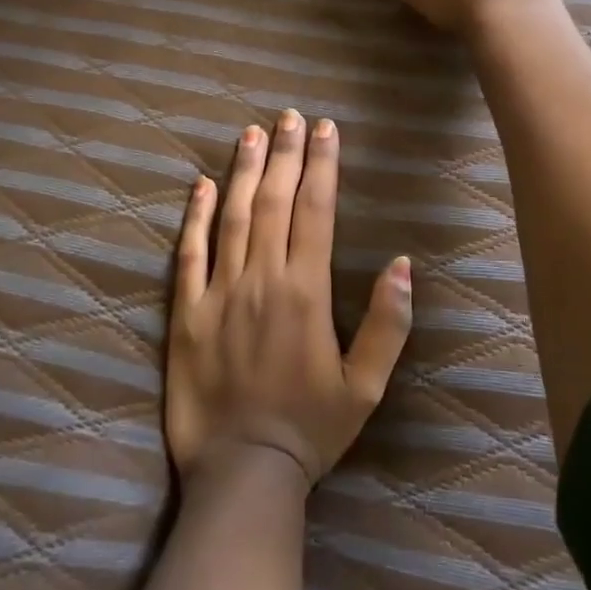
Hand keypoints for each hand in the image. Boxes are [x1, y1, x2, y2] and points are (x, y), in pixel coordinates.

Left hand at [167, 111, 412, 487]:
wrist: (243, 473)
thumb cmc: (311, 430)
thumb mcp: (366, 386)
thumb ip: (387, 323)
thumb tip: (404, 264)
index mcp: (305, 292)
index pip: (315, 211)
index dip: (322, 165)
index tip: (325, 129)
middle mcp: (261, 280)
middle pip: (274, 202)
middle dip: (284, 154)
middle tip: (289, 116)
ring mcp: (219, 293)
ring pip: (232, 216)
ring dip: (243, 171)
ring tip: (251, 133)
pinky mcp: (186, 313)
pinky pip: (189, 254)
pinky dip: (195, 216)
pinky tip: (201, 185)